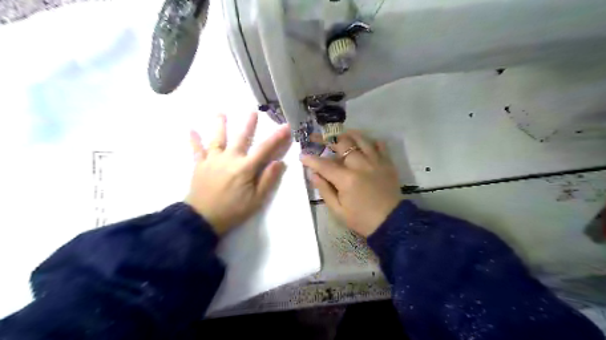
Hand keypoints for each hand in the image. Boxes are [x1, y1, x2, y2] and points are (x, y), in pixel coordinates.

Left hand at [185, 113, 290, 234]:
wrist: (202, 219)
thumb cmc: (233, 210)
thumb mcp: (256, 200)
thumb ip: (267, 180)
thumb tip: (279, 162)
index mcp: (245, 167)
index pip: (264, 149)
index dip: (277, 137)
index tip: (285, 126)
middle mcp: (229, 158)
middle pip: (240, 138)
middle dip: (248, 125)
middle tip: (252, 111)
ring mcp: (212, 160)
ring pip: (217, 139)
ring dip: (219, 124)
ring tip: (221, 112)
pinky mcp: (199, 165)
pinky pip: (196, 150)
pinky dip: (194, 140)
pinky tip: (190, 129)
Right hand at [300, 130, 401, 236]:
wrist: (391, 222)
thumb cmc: (361, 219)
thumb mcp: (338, 210)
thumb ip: (324, 190)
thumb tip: (314, 174)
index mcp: (347, 179)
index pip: (324, 164)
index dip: (311, 159)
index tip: (302, 155)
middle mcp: (361, 165)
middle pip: (342, 144)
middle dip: (326, 139)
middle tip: (317, 138)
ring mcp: (376, 162)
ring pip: (361, 139)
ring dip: (347, 135)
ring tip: (339, 135)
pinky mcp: (387, 163)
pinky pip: (380, 144)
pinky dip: (370, 141)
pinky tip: (363, 144)